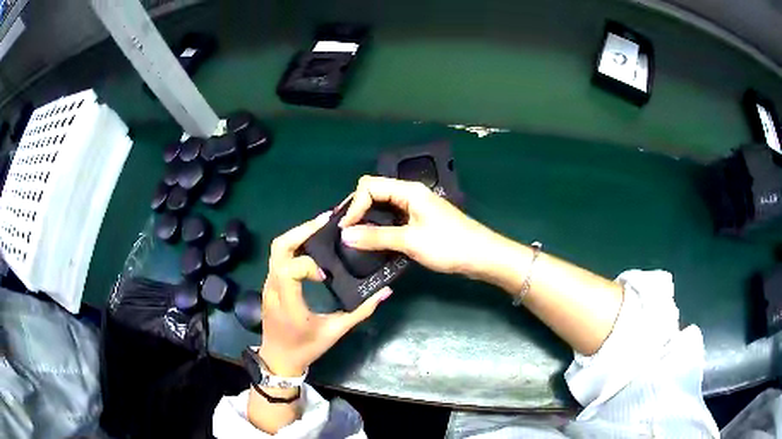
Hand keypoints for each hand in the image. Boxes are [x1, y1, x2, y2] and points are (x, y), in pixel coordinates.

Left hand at [259, 211, 391, 375]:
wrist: (278, 359)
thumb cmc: (306, 348)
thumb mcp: (336, 332)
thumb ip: (361, 312)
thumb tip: (384, 291)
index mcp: (288, 304)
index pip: (289, 270)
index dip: (307, 266)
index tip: (326, 275)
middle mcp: (273, 288)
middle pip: (279, 247)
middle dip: (301, 230)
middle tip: (326, 221)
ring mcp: (268, 284)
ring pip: (277, 249)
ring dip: (298, 234)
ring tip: (322, 227)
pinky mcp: (269, 283)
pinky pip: (279, 257)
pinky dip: (295, 245)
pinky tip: (312, 245)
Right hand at [339, 176, 497, 276]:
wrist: (482, 256)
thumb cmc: (448, 245)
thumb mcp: (410, 241)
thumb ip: (376, 237)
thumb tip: (344, 235)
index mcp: (408, 191)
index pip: (369, 186)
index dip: (354, 205)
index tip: (346, 230)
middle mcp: (410, 194)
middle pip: (375, 192)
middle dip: (357, 209)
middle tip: (346, 232)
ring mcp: (415, 207)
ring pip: (383, 205)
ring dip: (367, 219)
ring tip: (354, 238)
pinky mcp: (419, 221)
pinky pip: (393, 218)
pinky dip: (380, 226)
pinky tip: (374, 241)